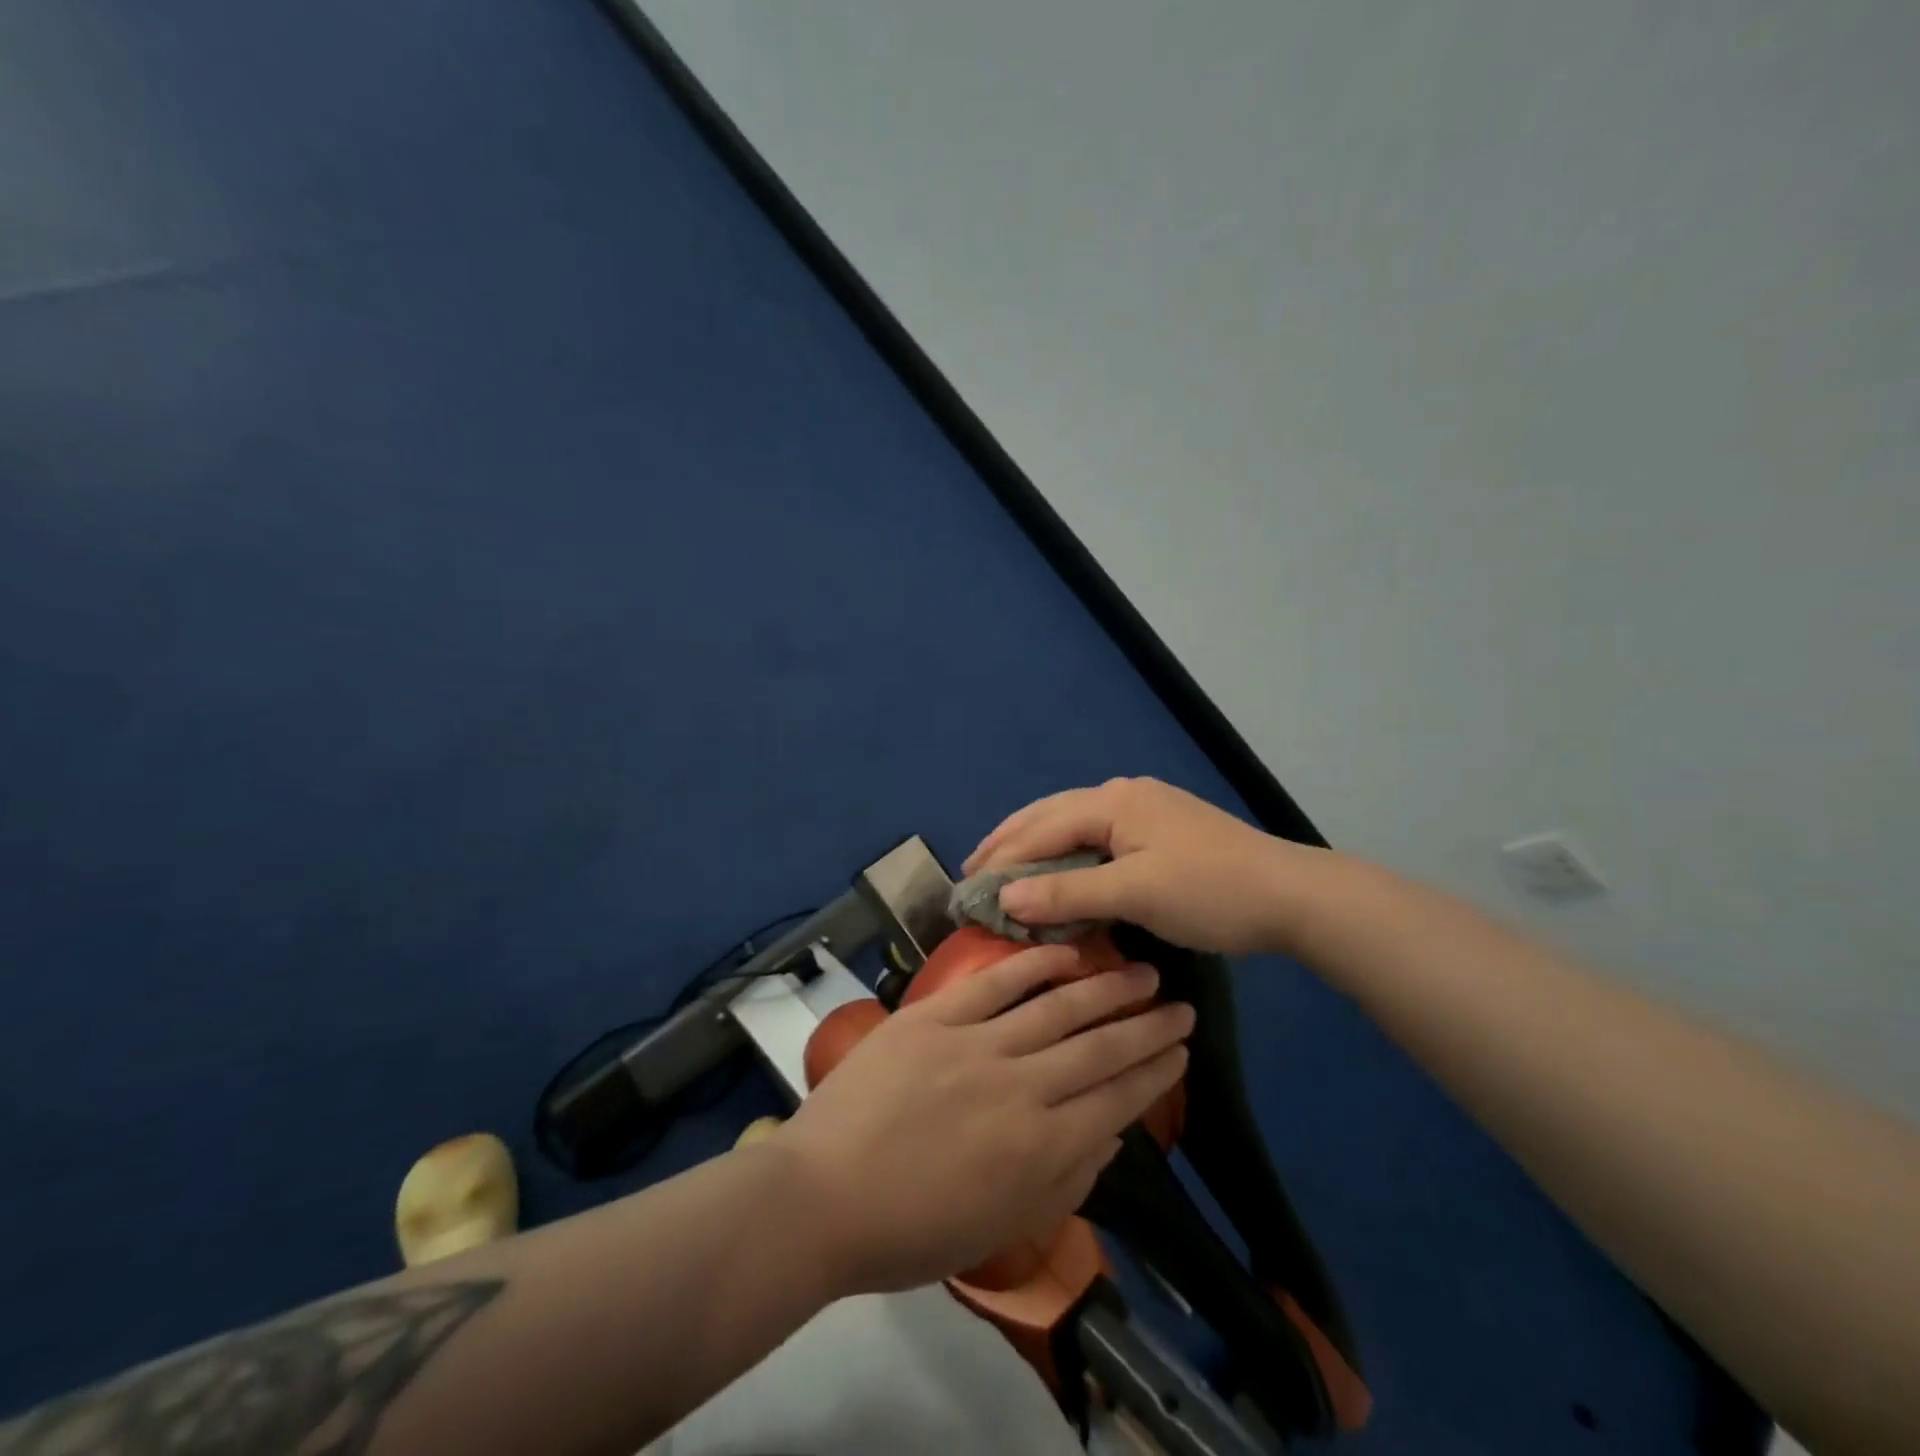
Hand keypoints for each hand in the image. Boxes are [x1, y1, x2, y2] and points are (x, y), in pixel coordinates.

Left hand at [773, 945, 1193, 1294]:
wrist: (822, 1197)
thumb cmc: (911, 1230)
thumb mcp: (1001, 1227)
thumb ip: (1065, 1182)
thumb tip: (1111, 1134)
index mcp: (1040, 1150)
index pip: (1116, 1100)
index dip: (1154, 1072)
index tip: (1182, 1049)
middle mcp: (1021, 1090)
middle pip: (1099, 1049)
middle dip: (1146, 1026)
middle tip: (1180, 1004)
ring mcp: (976, 1046)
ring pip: (1057, 1009)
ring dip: (1106, 989)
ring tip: (1142, 972)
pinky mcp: (935, 1018)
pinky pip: (994, 984)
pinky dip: (1033, 965)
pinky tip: (1066, 952)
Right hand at [964, 776, 1326, 954]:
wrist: (1291, 895)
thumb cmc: (1210, 892)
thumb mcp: (1136, 894)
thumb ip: (1068, 894)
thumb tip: (1004, 896)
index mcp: (1113, 802)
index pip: (1041, 828)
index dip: (1002, 857)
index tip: (968, 886)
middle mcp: (1122, 795)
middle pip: (1050, 814)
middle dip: (1010, 840)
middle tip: (972, 867)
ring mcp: (1143, 809)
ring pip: (1072, 822)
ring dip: (1036, 844)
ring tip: (1004, 864)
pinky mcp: (1158, 829)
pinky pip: (1095, 835)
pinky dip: (1067, 852)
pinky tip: (1059, 866)